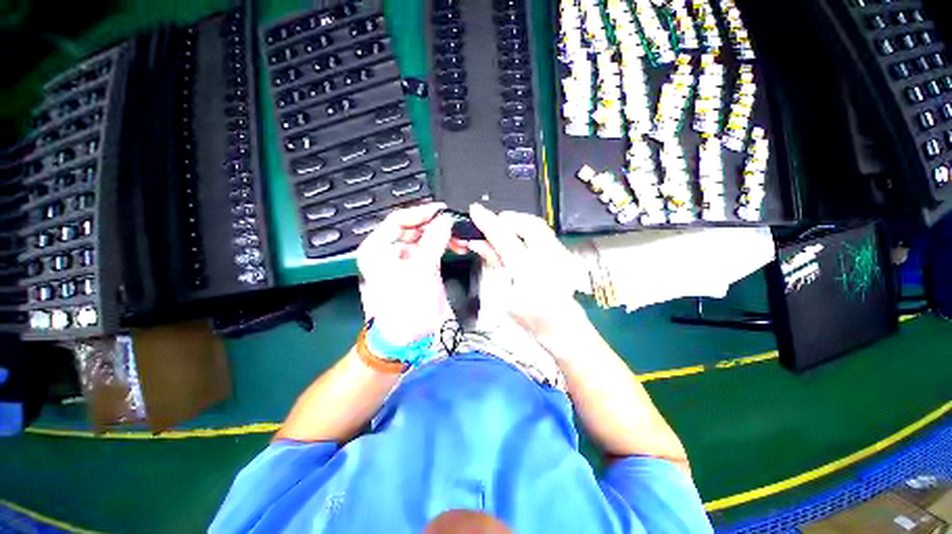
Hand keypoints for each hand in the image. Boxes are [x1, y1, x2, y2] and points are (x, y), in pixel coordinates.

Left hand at [356, 203, 454, 345]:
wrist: (409, 340)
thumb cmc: (406, 305)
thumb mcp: (420, 270)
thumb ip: (434, 241)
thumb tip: (447, 219)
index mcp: (378, 249)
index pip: (398, 220)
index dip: (421, 212)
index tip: (442, 210)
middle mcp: (390, 252)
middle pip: (414, 228)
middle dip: (436, 226)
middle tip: (456, 226)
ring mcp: (408, 261)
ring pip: (426, 239)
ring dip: (443, 237)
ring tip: (461, 239)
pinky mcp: (422, 269)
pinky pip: (434, 251)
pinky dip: (446, 247)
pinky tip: (458, 247)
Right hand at [466, 204, 588, 345]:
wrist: (560, 326)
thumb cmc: (528, 317)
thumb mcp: (503, 294)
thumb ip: (493, 263)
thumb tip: (479, 243)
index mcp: (529, 272)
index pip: (505, 238)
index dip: (488, 222)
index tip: (475, 210)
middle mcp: (549, 259)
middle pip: (528, 224)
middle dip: (507, 219)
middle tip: (493, 225)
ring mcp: (561, 255)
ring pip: (538, 225)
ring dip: (518, 223)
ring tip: (504, 232)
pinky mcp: (565, 254)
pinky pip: (544, 233)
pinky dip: (528, 231)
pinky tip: (519, 240)